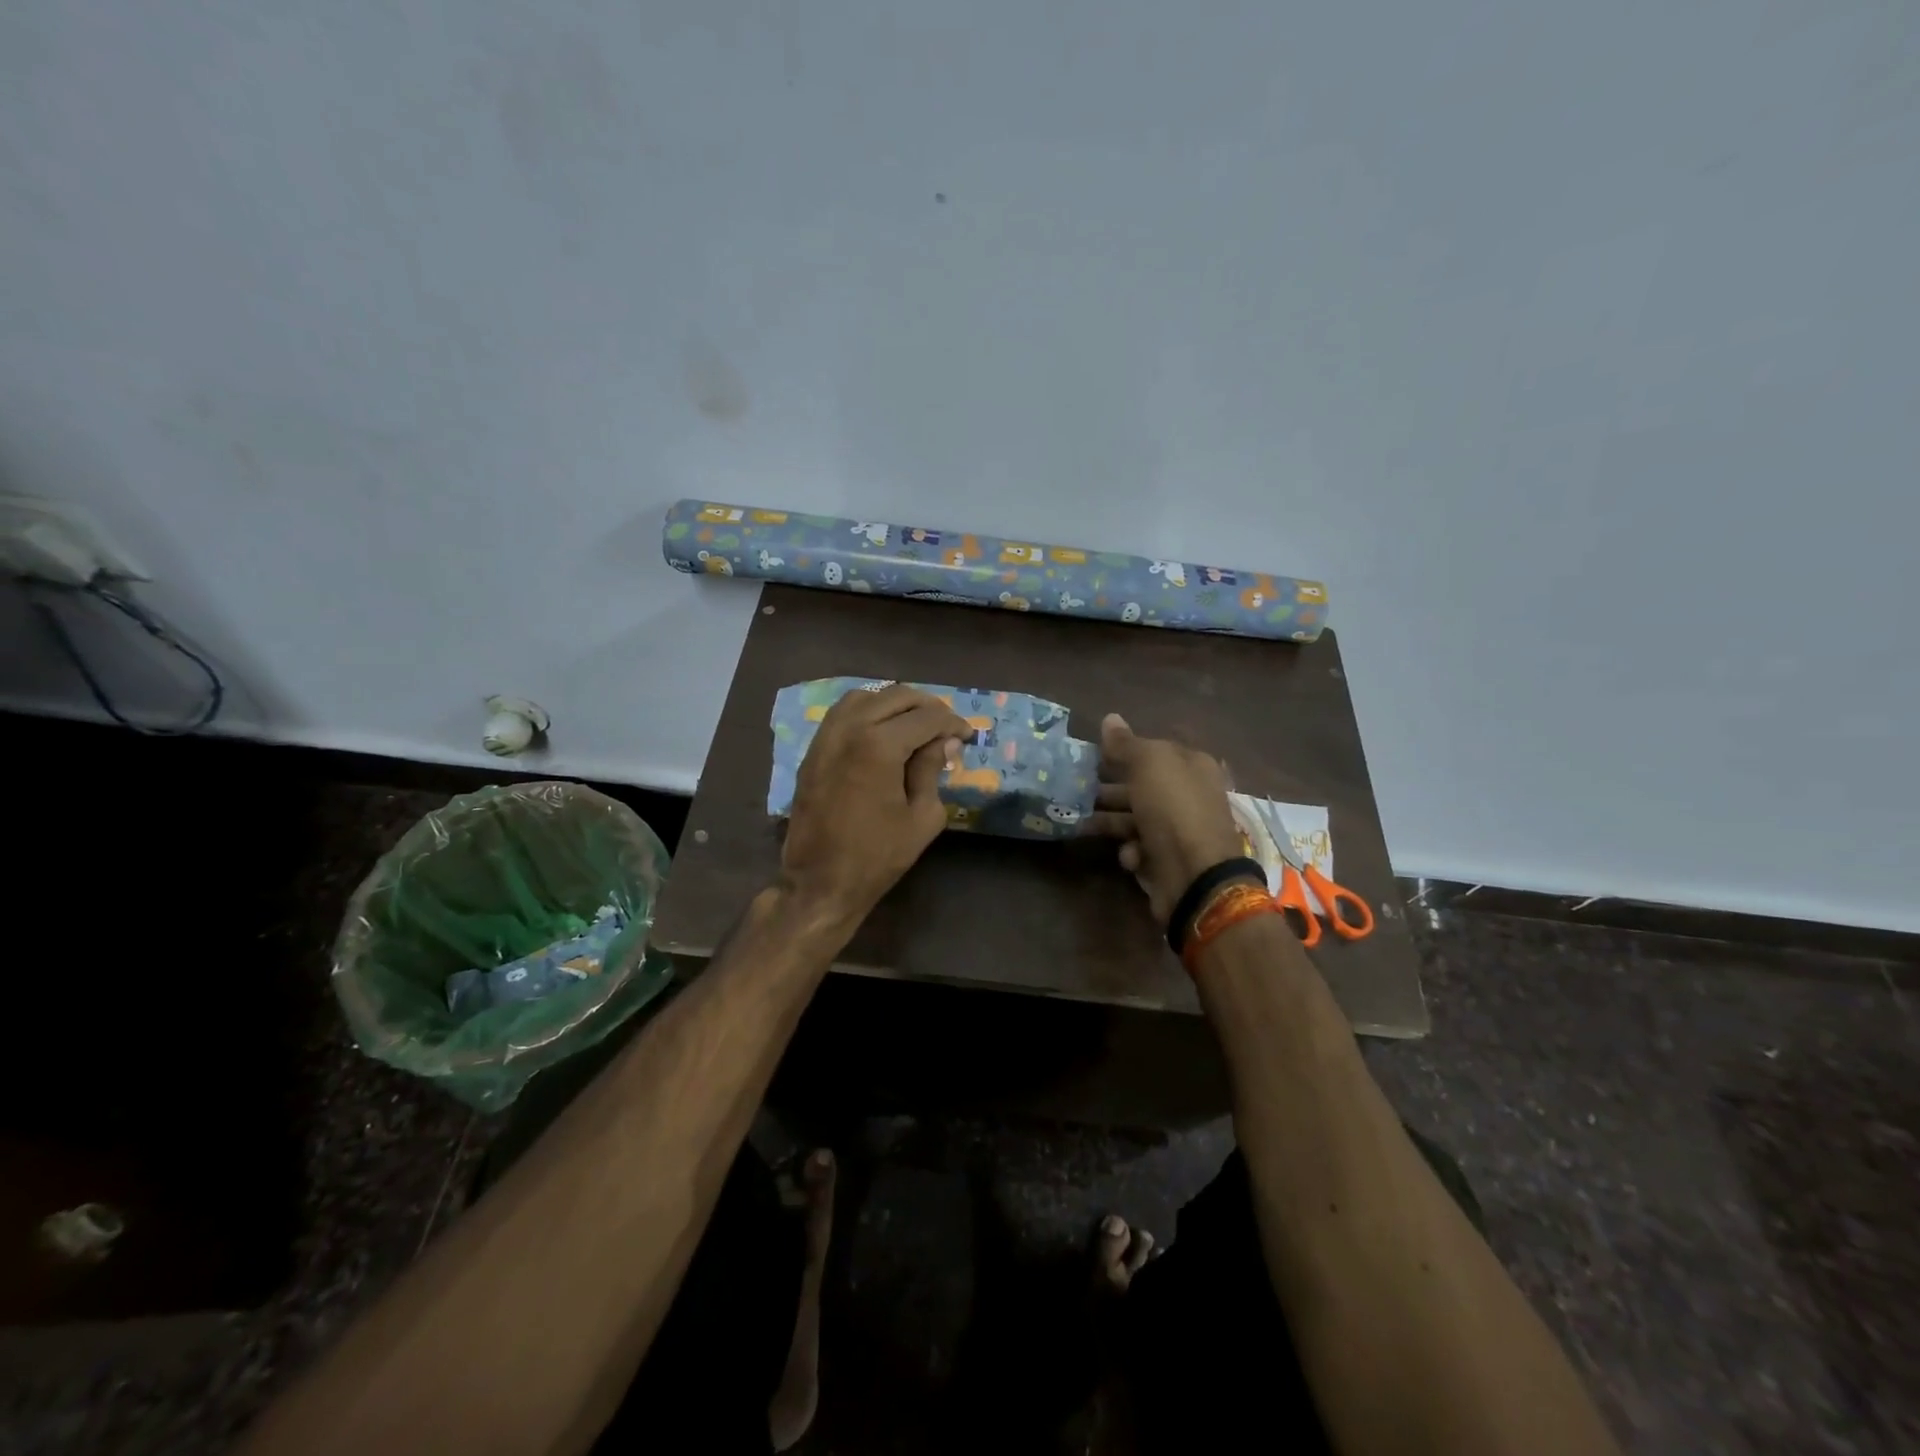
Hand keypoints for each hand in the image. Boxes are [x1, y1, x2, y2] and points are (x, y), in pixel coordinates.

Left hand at [780, 684, 969, 928]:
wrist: (820, 882)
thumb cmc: (877, 856)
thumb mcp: (922, 817)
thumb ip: (932, 770)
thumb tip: (945, 742)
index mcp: (879, 745)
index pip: (927, 717)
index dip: (953, 722)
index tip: (967, 735)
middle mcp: (850, 728)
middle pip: (897, 696)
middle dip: (928, 707)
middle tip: (946, 727)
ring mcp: (826, 736)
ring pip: (866, 696)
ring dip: (895, 703)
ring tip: (915, 723)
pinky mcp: (813, 749)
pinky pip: (842, 712)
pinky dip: (868, 710)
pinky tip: (883, 730)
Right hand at [1087, 713, 1246, 925]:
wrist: (1196, 877)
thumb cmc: (1174, 810)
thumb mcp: (1149, 765)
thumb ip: (1126, 743)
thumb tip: (1110, 717)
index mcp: (1190, 765)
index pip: (1151, 751)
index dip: (1120, 752)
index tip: (1089, 756)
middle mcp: (1187, 795)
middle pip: (1140, 786)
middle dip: (1107, 788)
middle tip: (1074, 790)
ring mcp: (1178, 830)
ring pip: (1134, 819)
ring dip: (1108, 821)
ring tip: (1079, 821)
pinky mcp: (1167, 861)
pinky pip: (1140, 849)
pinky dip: (1131, 851)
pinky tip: (1129, 855)